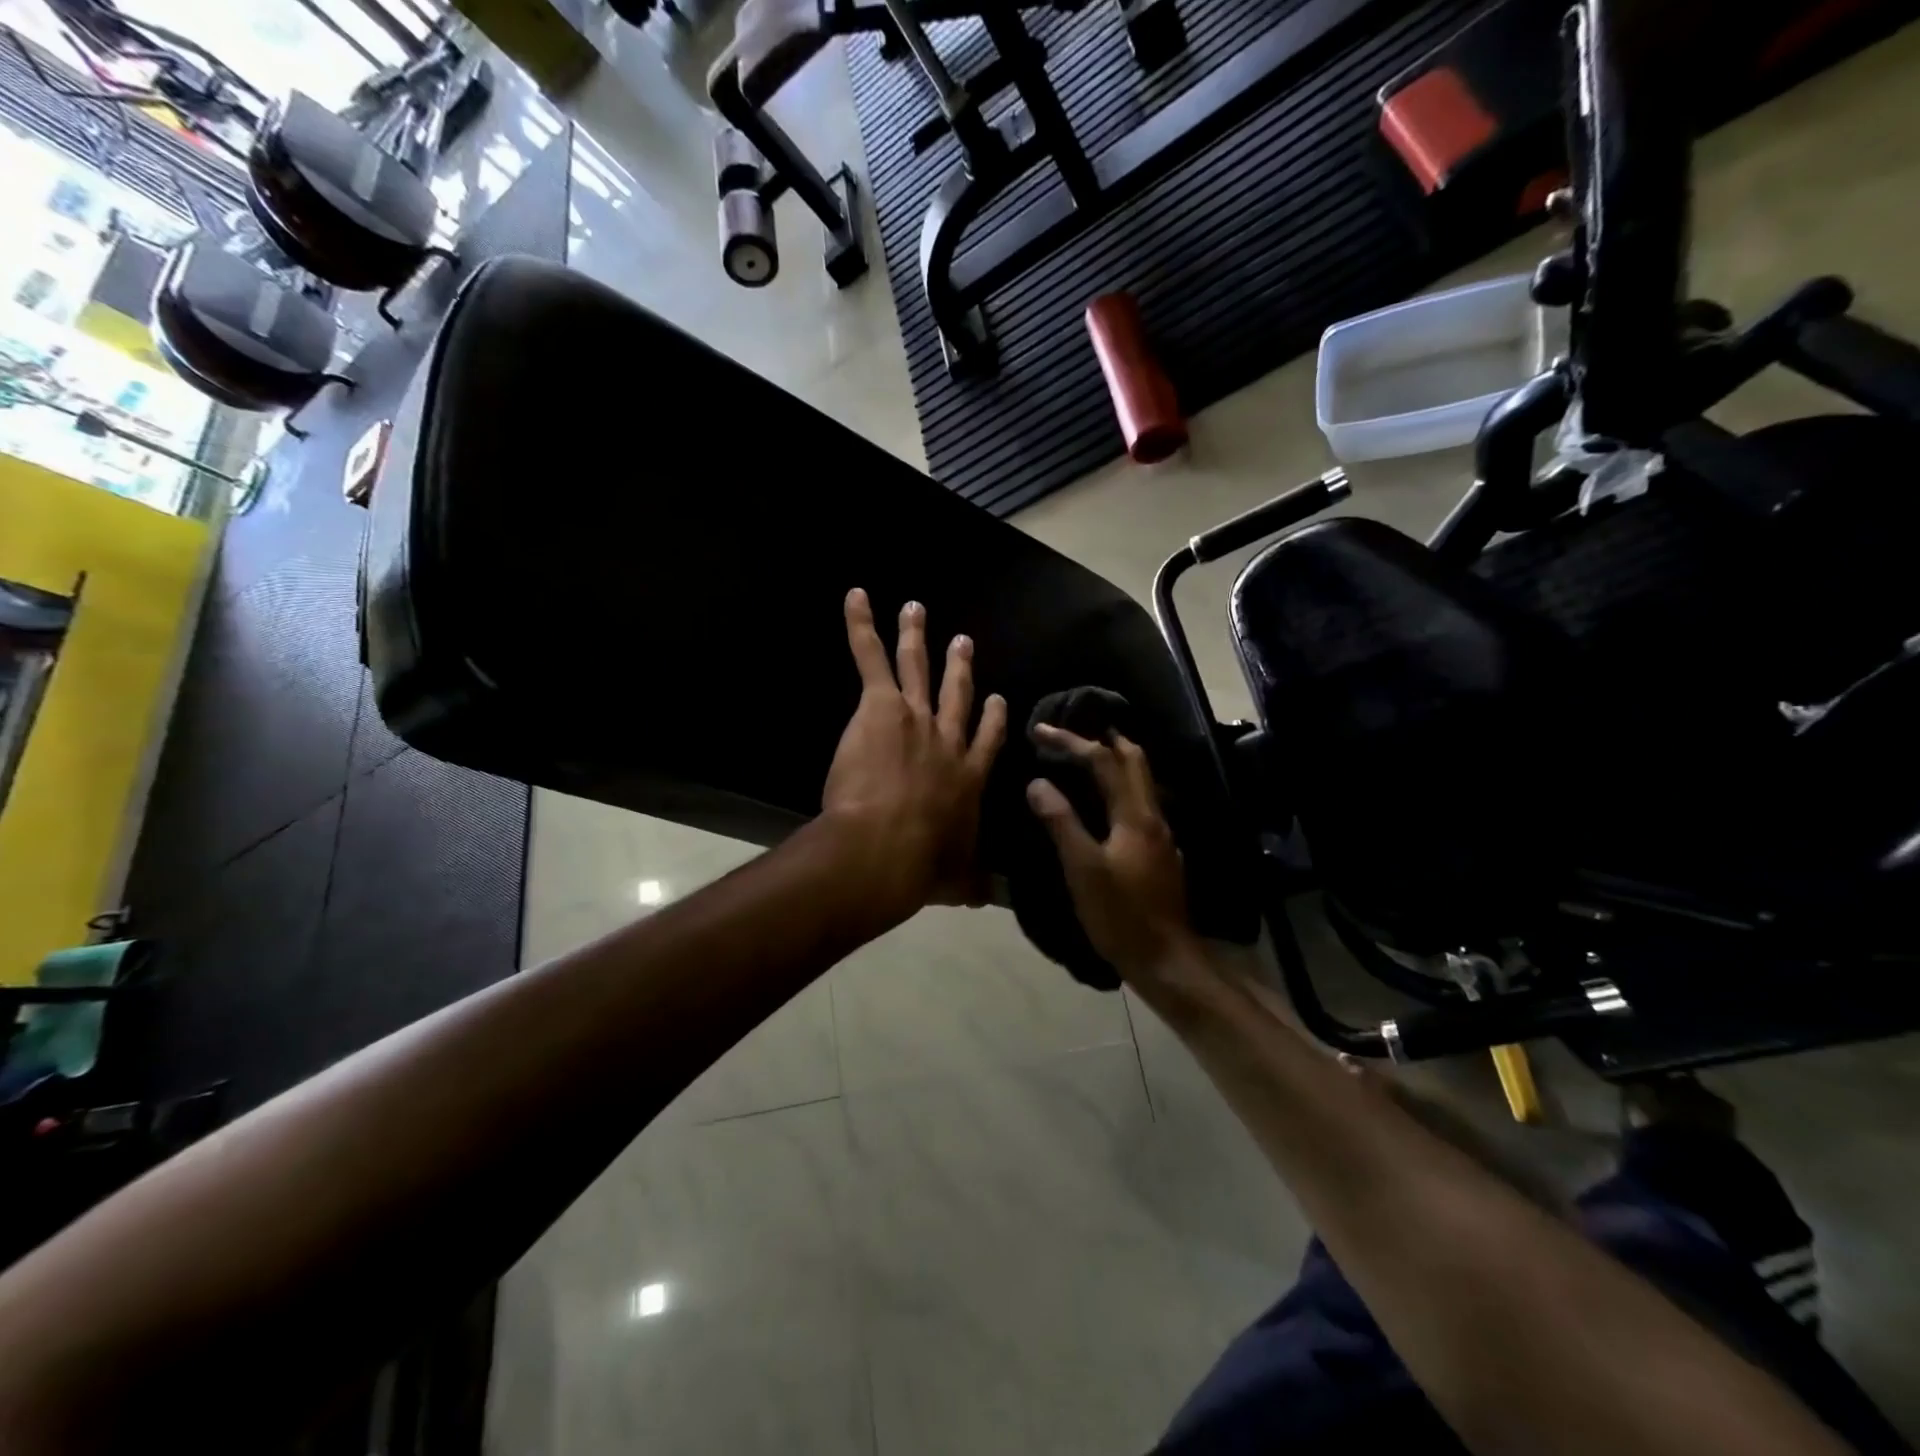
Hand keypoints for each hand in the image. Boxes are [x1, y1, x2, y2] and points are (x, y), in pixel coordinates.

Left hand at [822, 588, 1007, 922]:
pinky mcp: (881, 706)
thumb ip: (968, 883)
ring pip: (919, 667)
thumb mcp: (954, 879)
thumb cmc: (921, 866)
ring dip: (917, 635)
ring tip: (916, 608)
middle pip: (958, 695)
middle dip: (960, 666)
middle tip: (962, 641)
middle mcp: (948, 739)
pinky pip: (870, 657)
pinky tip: (856, 597)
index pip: (986, 739)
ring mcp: (916, 717)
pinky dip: (861, 626)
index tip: (997, 698)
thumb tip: (982, 898)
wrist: (886, 848)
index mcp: (968, 776)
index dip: (993, 717)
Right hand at [1026, 726, 1202, 984]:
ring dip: (1115, 760)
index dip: (1072, 741)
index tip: (1041, 730)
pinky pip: (1139, 803)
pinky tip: (1103, 803)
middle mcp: (1153, 816)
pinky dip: (1119, 787)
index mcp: (1135, 815)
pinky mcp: (1159, 852)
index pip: (1105, 761)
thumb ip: (1061, 823)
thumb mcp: (1083, 870)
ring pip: (1141, 781)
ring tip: (1084, 757)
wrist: (1165, 959)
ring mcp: (1161, 835)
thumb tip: (1037, 782)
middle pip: (1135, 760)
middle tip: (1073, 730)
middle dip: (1104, 738)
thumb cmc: (1120, 915)